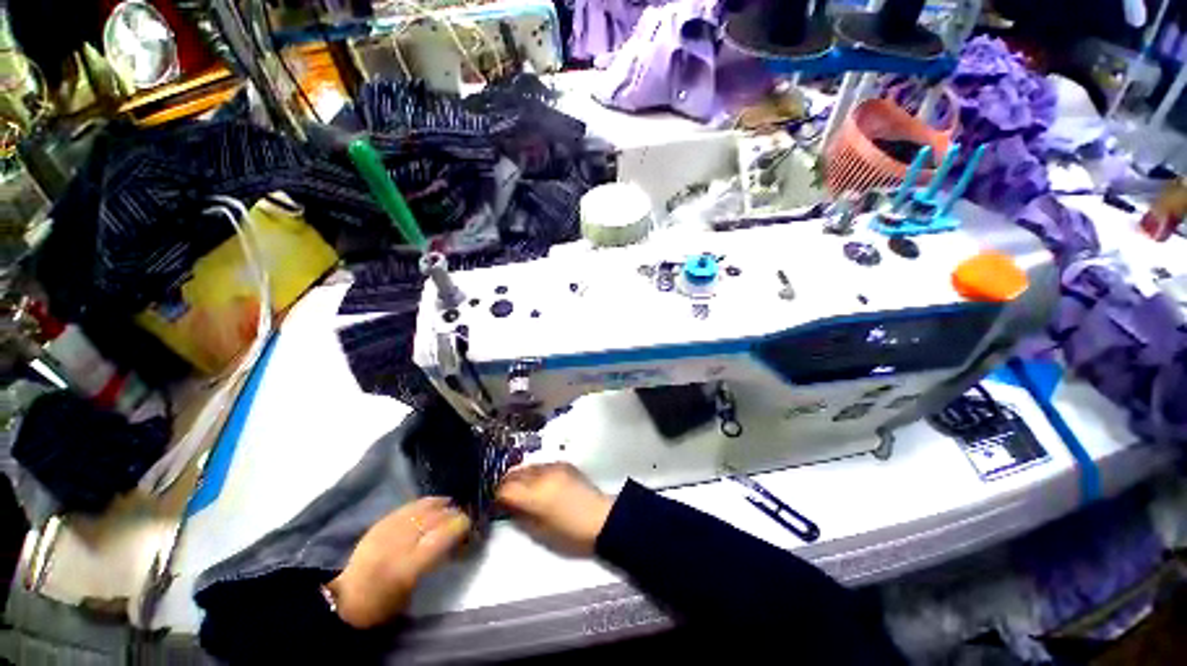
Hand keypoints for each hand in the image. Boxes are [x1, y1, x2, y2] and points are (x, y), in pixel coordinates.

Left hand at [327, 497, 470, 628]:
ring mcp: (387, 531)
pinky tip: (431, 503)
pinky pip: (406, 508)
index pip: (440, 537)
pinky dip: (422, 503)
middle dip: (451, 514)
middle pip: (431, 520)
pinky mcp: (379, 524)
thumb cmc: (382, 606)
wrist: (344, 601)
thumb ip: (432, 563)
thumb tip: (451, 542)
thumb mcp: (411, 591)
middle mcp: (398, 544)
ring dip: (438, 506)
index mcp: (407, 567)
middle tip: (462, 514)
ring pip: (419, 510)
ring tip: (450, 504)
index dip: (458, 527)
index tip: (469, 524)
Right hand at [496, 463, 613, 555]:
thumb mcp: (540, 532)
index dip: (497, 496)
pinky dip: (534, 472)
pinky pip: (542, 464)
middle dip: (506, 483)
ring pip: (527, 466)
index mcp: (536, 495)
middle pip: (514, 474)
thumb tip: (507, 507)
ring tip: (519, 488)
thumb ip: (520, 517)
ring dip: (519, 476)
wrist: (601, 518)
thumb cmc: (571, 533)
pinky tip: (536, 482)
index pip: (506, 489)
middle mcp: (543, 475)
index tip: (495, 503)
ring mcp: (554, 466)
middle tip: (503, 495)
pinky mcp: (564, 463)